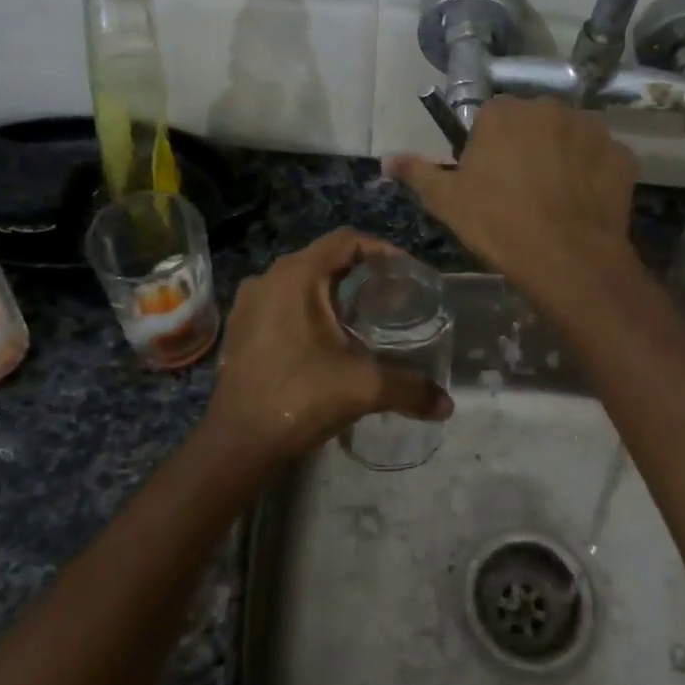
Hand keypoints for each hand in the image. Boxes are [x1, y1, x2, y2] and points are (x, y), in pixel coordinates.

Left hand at [199, 229, 452, 470]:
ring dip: (333, 293)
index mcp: (296, 276)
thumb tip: (447, 405)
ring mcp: (249, 304)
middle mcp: (268, 278)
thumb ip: (411, 389)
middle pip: (324, 259)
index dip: (382, 250)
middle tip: (392, 296)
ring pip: (301, 282)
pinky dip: (308, 311)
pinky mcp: (240, 329)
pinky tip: (326, 341)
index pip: (347, 241)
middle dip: (361, 273)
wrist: (238, 443)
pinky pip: (281, 303)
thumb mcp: (364, 388)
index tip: (407, 273)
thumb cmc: (300, 397)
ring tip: (363, 317)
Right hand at [385, 96, 638, 298]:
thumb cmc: (497, 223)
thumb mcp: (446, 201)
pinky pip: (601, 159)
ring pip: (570, 137)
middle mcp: (550, 107)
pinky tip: (582, 204)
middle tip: (520, 189)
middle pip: (533, 123)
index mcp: (505, 112)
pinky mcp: (621, 156)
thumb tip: (387, 159)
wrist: (565, 258)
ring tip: (555, 199)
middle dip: (527, 147)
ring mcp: (592, 129)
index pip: (491, 118)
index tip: (488, 179)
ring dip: (562, 157)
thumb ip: (416, 173)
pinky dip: (592, 175)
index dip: (488, 148)